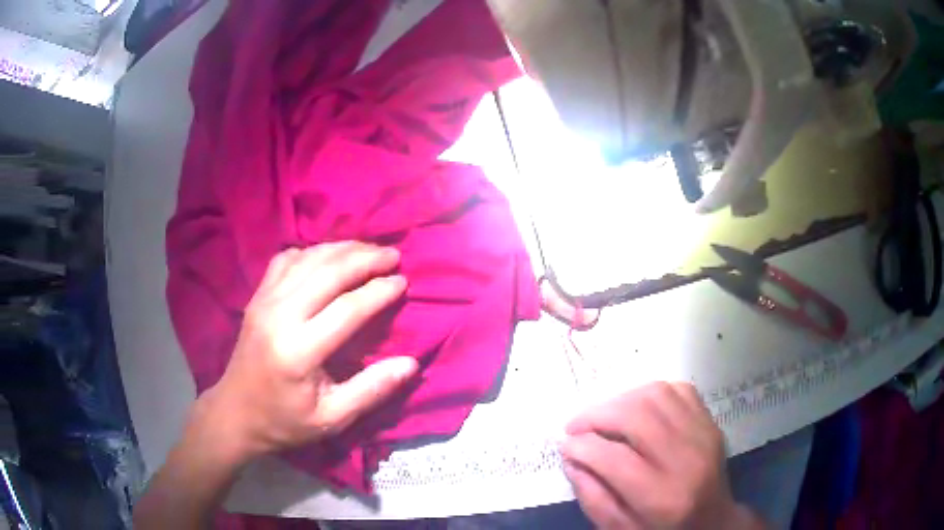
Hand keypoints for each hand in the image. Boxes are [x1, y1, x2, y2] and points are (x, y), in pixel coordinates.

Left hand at [197, 242, 418, 462]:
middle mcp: (279, 316)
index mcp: (299, 351)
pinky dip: (311, 252)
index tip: (404, 282)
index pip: (347, 309)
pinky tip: (327, 256)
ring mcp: (264, 301)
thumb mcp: (332, 419)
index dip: (379, 292)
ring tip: (369, 249)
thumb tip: (411, 364)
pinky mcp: (256, 297)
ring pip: (307, 259)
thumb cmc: (285, 421)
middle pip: (327, 273)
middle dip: (365, 259)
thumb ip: (371, 390)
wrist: (236, 413)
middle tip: (393, 255)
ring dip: (341, 249)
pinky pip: (285, 260)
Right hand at [561, 383, 762, 529]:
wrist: (712, 520)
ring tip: (604, 417)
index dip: (581, 447)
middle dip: (597, 415)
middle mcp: (688, 460)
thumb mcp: (620, 529)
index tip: (565, 445)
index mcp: (662, 498)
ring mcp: (704, 435)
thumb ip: (592, 497)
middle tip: (576, 427)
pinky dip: (650, 393)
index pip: (614, 459)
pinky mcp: (710, 422)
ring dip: (620, 400)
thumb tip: (571, 457)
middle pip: (637, 417)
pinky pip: (678, 390)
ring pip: (656, 395)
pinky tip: (637, 409)